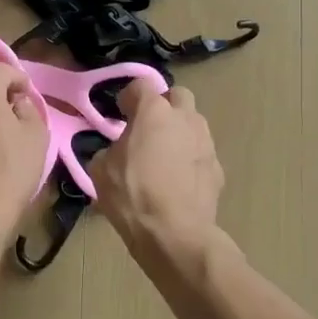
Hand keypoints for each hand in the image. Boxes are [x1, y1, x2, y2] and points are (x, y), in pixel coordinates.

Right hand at [93, 84, 223, 250]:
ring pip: (194, 123)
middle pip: (178, 95)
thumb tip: (115, 152)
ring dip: (179, 131)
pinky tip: (178, 181)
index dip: (130, 96)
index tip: (121, 113)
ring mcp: (205, 142)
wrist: (176, 234)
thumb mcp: (100, 170)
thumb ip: (107, 150)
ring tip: (164, 156)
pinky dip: (190, 159)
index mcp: (154, 112)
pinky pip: (201, 153)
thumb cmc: (133, 195)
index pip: (142, 84)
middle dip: (164, 106)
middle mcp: (185, 118)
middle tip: (148, 128)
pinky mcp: (218, 168)